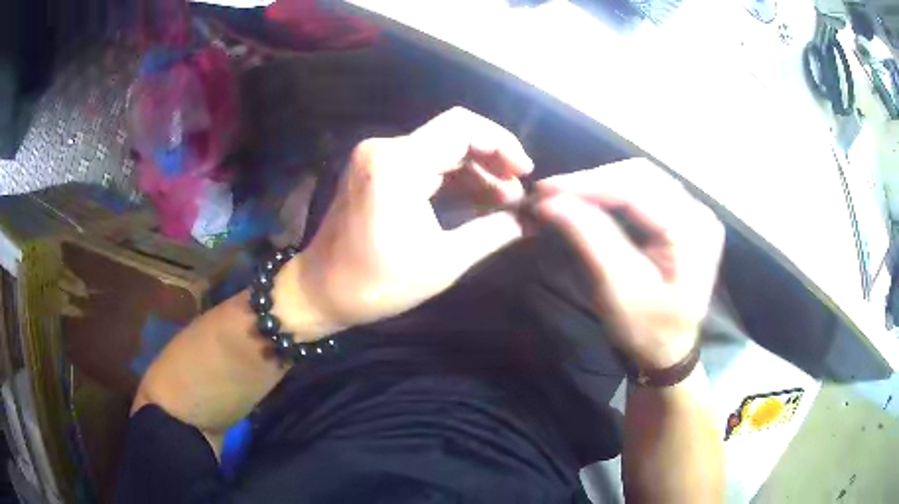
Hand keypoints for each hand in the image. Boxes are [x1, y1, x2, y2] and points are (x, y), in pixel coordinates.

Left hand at [285, 108, 532, 336]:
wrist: (322, 292)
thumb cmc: (378, 283)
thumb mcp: (444, 261)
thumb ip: (493, 233)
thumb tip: (532, 221)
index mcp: (398, 164)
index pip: (462, 127)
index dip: (501, 144)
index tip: (525, 173)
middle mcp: (385, 148)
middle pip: (454, 135)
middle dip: (492, 162)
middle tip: (517, 196)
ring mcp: (376, 157)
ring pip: (441, 149)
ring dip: (475, 172)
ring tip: (503, 204)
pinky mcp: (375, 170)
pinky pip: (424, 163)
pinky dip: (452, 179)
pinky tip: (476, 200)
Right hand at [533, 159, 723, 369]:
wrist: (668, 353)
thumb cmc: (647, 331)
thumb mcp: (618, 290)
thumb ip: (590, 239)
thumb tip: (551, 202)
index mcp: (692, 232)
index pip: (637, 191)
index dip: (589, 185)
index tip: (545, 190)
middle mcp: (698, 213)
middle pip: (641, 176)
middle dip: (593, 181)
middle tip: (551, 192)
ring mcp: (693, 212)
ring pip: (641, 178)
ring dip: (601, 183)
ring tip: (566, 194)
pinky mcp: (683, 216)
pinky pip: (645, 190)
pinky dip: (613, 192)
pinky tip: (591, 198)